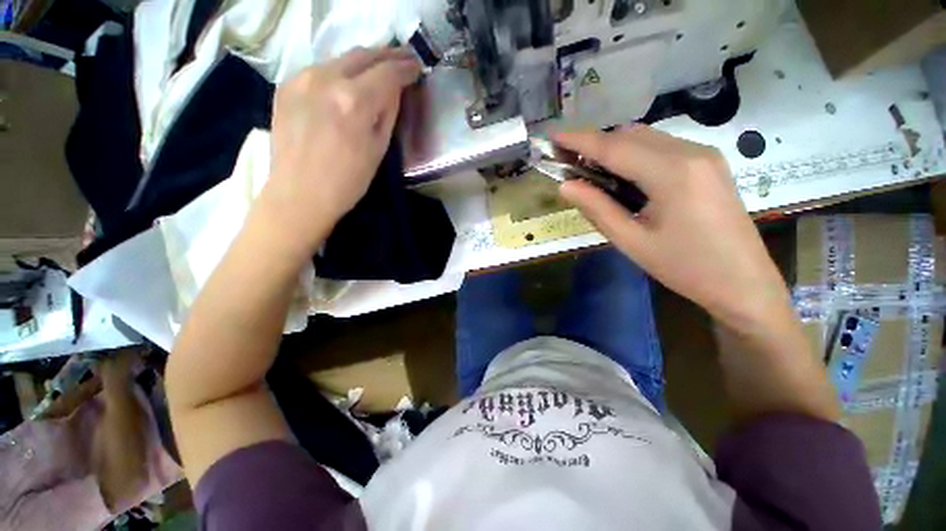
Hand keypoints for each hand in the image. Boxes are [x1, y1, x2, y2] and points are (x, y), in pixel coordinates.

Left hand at [256, 47, 421, 258]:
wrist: (299, 194)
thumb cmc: (347, 181)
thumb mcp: (378, 150)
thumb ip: (388, 113)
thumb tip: (394, 90)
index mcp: (354, 101)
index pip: (387, 72)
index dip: (406, 68)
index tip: (417, 67)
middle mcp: (326, 79)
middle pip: (364, 54)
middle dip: (388, 55)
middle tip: (404, 59)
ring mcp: (302, 78)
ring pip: (341, 58)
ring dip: (364, 61)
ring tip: (379, 68)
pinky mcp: (286, 85)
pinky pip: (321, 69)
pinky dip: (341, 72)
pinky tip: (348, 83)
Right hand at [555, 126, 790, 327]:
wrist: (743, 283)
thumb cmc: (684, 267)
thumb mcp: (632, 241)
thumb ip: (597, 209)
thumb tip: (565, 186)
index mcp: (672, 173)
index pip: (614, 147)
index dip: (579, 140)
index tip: (553, 136)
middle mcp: (691, 152)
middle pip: (631, 135)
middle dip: (595, 144)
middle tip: (569, 163)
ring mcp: (704, 155)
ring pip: (647, 137)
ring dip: (615, 148)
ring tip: (592, 172)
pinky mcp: (708, 163)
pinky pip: (663, 147)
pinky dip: (635, 154)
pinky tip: (624, 176)